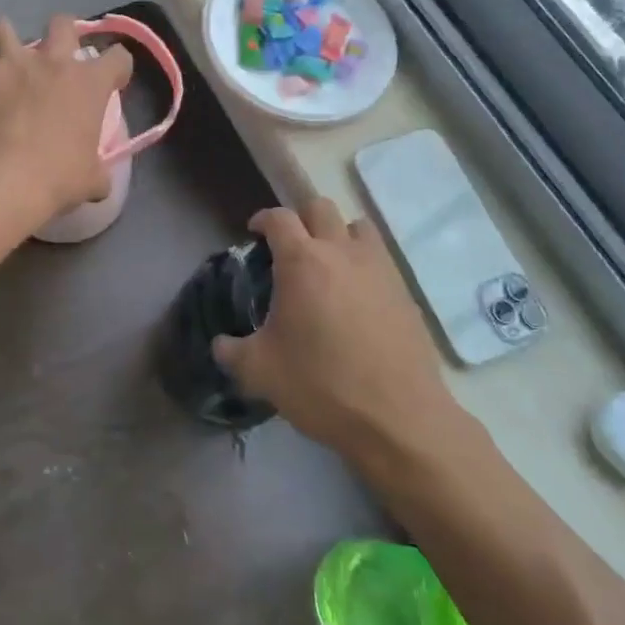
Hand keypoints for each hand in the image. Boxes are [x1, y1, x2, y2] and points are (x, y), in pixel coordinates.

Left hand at [0, 16, 133, 232]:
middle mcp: (56, 63)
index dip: (118, 67)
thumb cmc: (59, 177)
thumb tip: (100, 178)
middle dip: (64, 33)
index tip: (113, 81)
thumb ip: (100, 169)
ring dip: (12, 39)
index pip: (119, 57)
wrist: (5, 178)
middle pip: (64, 24)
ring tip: (12, 57)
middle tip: (61, 55)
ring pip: (9, 30)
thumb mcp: (93, 178)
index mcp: (91, 83)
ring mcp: (17, 64)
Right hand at [213, 199, 474, 463]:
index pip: (279, 218)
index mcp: (301, 262)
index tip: (254, 233)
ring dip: (338, 234)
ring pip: (357, 226)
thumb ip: (232, 352)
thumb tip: (220, 344)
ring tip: (328, 264)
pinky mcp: (404, 290)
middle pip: (320, 207)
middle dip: (301, 218)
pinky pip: (380, 258)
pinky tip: (356, 298)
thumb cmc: (321, 386)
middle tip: (290, 247)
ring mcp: (378, 268)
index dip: (262, 219)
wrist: (397, 417)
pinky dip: (363, 263)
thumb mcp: (260, 372)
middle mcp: (341, 252)